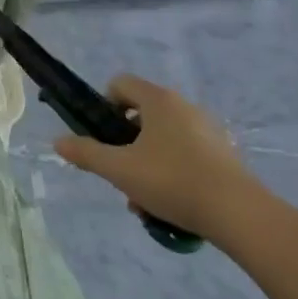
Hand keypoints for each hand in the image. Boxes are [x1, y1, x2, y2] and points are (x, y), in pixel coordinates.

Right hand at [53, 74, 257, 241]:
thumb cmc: (172, 181)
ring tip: (144, 199)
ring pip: (162, 139)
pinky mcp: (224, 154)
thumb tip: (58, 142)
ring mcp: (208, 130)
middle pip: (140, 115)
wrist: (239, 214)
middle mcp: (184, 106)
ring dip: (146, 162)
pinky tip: (170, 204)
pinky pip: (186, 153)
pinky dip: (172, 171)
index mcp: (159, 100)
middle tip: (121, 173)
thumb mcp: (119, 169)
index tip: (103, 137)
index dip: (104, 106)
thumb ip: (86, 153)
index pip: (120, 84)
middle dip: (125, 144)